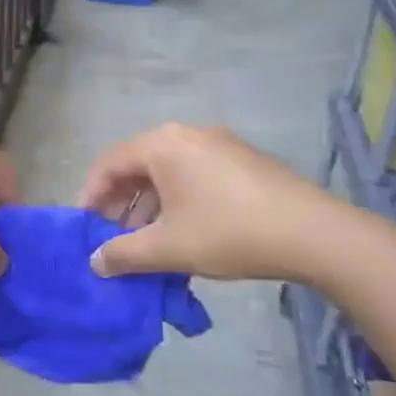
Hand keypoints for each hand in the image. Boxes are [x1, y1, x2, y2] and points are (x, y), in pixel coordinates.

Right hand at [77, 124, 349, 280]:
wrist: (313, 233)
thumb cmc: (229, 232)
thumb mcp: (169, 248)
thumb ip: (124, 254)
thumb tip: (95, 261)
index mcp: (163, 145)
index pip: (110, 163)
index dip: (90, 195)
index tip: (83, 228)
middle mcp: (187, 134)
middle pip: (138, 165)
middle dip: (120, 203)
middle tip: (111, 237)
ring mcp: (219, 145)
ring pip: (168, 173)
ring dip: (149, 206)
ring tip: (146, 243)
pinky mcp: (243, 161)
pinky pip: (194, 175)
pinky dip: (177, 201)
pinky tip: (183, 234)